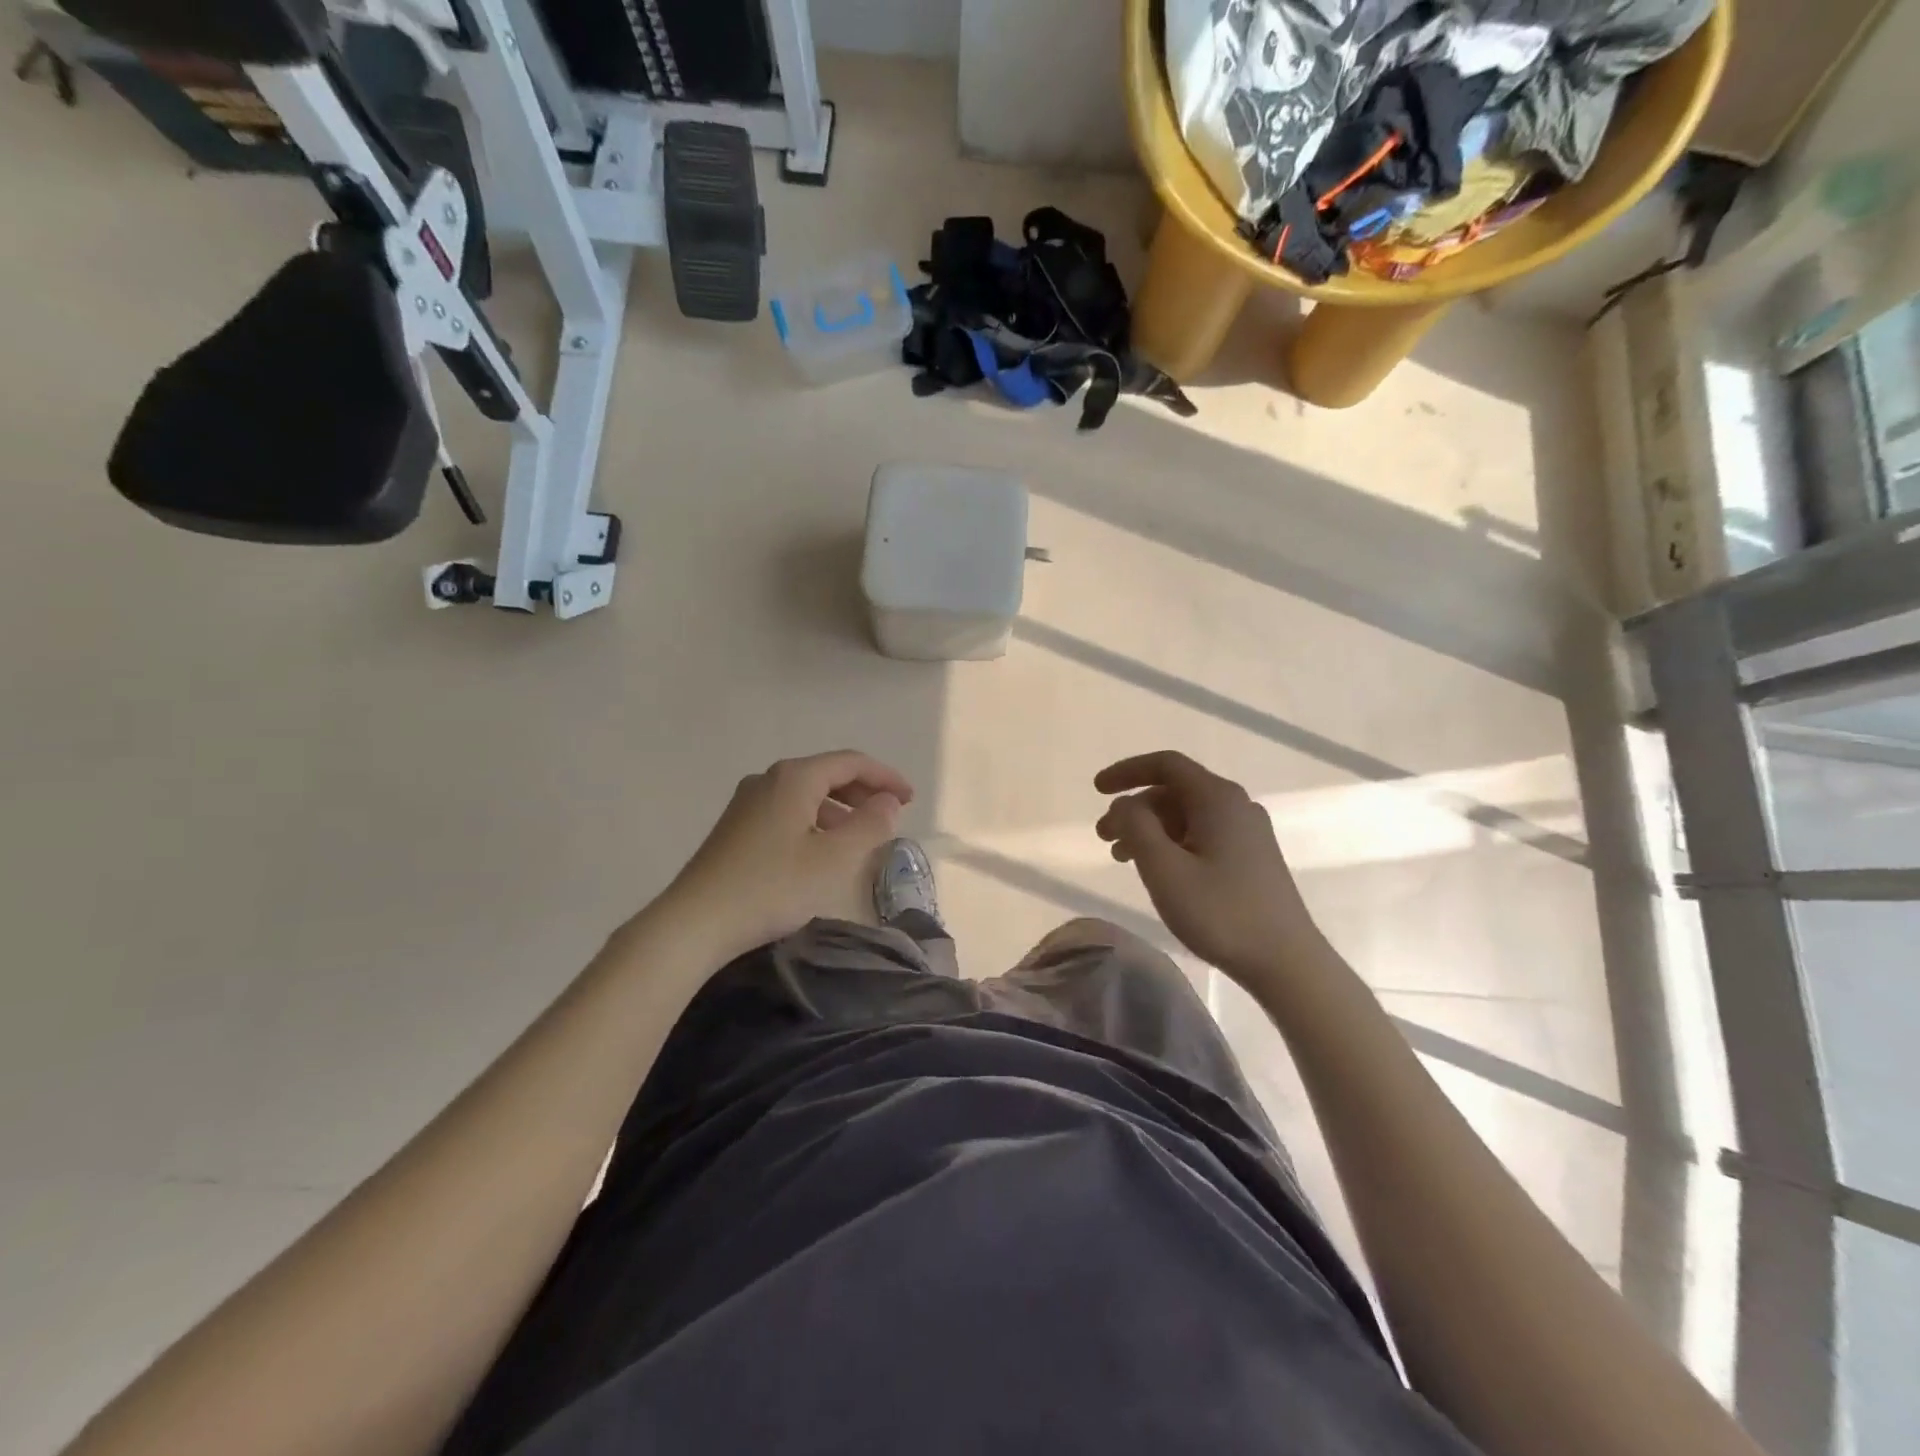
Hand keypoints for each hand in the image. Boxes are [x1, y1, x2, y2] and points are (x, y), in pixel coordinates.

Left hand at [660, 751, 913, 961]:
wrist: (695, 922)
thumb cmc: (772, 886)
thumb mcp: (834, 859)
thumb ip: (870, 825)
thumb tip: (889, 802)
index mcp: (794, 778)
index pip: (851, 762)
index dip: (885, 776)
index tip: (910, 799)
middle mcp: (769, 779)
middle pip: (827, 773)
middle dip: (863, 790)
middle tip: (891, 814)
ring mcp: (747, 802)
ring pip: (806, 794)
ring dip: (839, 808)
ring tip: (860, 836)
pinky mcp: (736, 827)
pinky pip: (788, 810)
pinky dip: (815, 820)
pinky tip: (820, 850)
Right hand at [1095, 751, 1318, 980]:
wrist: (1287, 963)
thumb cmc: (1221, 913)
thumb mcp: (1165, 869)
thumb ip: (1136, 827)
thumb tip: (1124, 805)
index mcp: (1217, 798)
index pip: (1165, 765)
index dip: (1126, 771)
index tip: (1097, 790)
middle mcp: (1236, 805)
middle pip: (1174, 790)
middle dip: (1134, 808)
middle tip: (1103, 838)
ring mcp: (1248, 832)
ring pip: (1186, 815)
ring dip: (1150, 828)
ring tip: (1122, 858)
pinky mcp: (1252, 857)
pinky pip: (1202, 834)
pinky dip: (1171, 843)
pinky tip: (1158, 871)